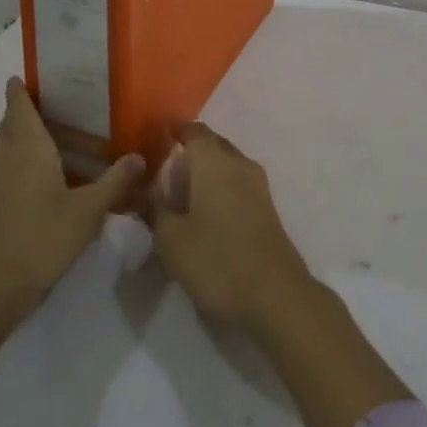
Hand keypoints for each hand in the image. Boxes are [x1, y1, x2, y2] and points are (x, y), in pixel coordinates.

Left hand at [0, 78, 146, 328]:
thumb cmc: (38, 240)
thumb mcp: (86, 213)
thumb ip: (114, 183)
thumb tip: (139, 157)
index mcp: (27, 148)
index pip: (19, 107)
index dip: (20, 90)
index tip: (24, 76)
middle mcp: (4, 158)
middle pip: (12, 127)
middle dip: (29, 116)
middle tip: (60, 113)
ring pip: (8, 152)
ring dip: (28, 146)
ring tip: (59, 151)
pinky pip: (4, 175)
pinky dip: (22, 171)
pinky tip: (44, 190)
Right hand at [148, 123, 411, 426]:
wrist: (276, 296)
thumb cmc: (217, 260)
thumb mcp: (170, 238)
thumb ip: (155, 209)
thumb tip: (151, 191)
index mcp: (214, 160)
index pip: (192, 130)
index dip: (173, 131)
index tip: (156, 138)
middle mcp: (238, 163)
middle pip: (212, 145)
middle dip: (189, 153)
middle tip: (163, 172)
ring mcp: (258, 185)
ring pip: (226, 166)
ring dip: (205, 174)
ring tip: (181, 196)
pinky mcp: (267, 209)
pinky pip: (237, 185)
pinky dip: (219, 190)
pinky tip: (204, 214)